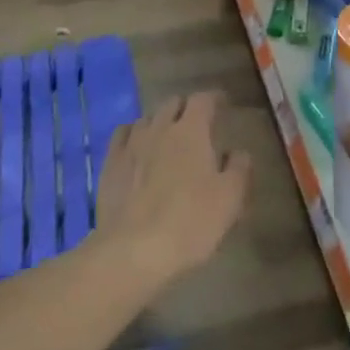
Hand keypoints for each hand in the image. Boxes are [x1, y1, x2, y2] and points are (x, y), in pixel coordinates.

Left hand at [93, 91, 249, 290]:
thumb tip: (237, 152)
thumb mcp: (230, 198)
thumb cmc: (190, 222)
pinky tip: (138, 148)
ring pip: (148, 118)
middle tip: (197, 124)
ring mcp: (131, 144)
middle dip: (187, 108)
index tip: (223, 105)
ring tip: (168, 137)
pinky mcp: (110, 164)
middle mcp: (160, 127)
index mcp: (191, 131)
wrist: (133, 250)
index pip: (203, 99)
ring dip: (161, 122)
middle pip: (173, 103)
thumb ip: (239, 168)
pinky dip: (135, 135)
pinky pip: (123, 135)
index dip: (214, 98)